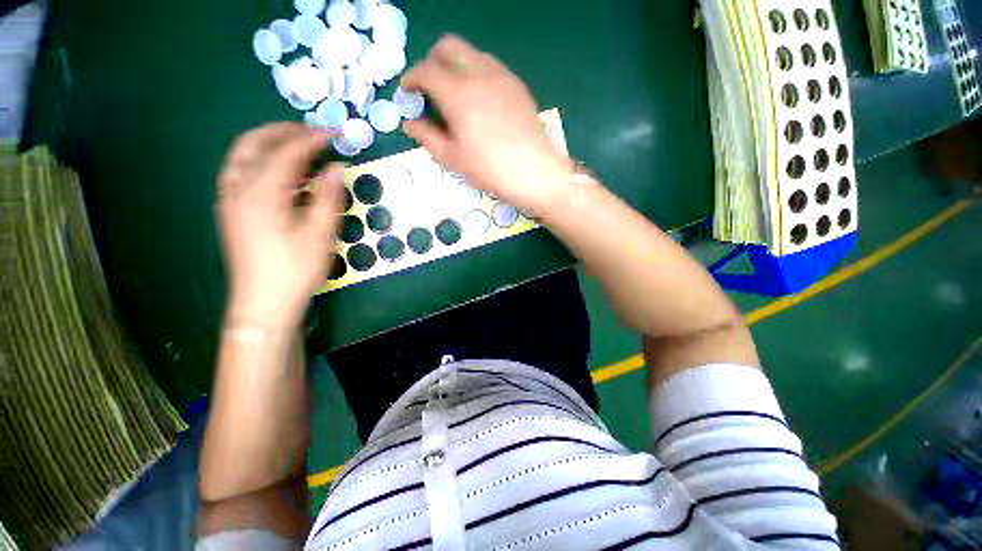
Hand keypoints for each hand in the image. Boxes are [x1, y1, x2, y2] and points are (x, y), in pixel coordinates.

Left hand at [216, 123, 344, 329]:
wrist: (263, 302)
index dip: (312, 139)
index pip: (287, 153)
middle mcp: (239, 189)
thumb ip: (327, 198)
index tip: (335, 133)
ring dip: (267, 142)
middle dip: (283, 131)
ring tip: (295, 144)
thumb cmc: (294, 270)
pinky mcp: (232, 211)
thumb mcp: (319, 235)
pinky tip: (276, 171)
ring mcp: (231, 200)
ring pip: (242, 155)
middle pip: (255, 144)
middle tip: (312, 132)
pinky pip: (239, 171)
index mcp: (262, 194)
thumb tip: (336, 169)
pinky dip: (258, 160)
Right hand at [401, 35, 570, 212]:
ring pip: (471, 54)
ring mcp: (502, 77)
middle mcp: (479, 74)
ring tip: (456, 99)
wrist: (536, 173)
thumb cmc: (491, 170)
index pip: (426, 70)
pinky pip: (491, 68)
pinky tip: (480, 103)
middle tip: (430, 90)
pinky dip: (476, 75)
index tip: (407, 92)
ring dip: (456, 67)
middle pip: (448, 47)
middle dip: (432, 62)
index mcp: (458, 93)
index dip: (411, 78)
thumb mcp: (453, 158)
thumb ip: (427, 137)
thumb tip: (409, 123)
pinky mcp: (518, 86)